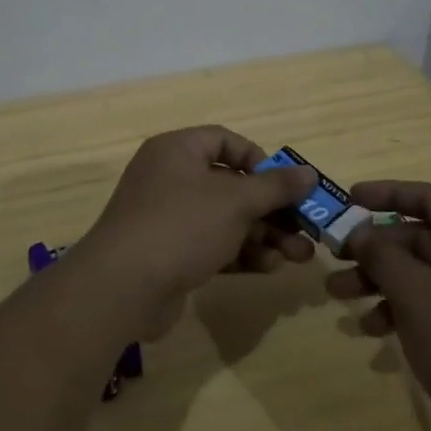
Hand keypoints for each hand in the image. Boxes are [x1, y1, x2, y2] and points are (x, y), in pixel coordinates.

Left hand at [81, 127, 316, 327]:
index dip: (259, 160)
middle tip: (305, 229)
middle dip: (271, 208)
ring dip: (263, 235)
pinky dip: (240, 253)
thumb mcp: (235, 201)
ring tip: (300, 256)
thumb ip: (275, 187)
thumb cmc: (181, 226)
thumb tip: (308, 173)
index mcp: (177, 150)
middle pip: (230, 185)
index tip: (285, 184)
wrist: (122, 288)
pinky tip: (269, 268)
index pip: (225, 141)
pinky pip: (212, 245)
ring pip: (225, 219)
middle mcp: (170, 178)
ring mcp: (167, 218)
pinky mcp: (169, 254)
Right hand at [325, 180, 430, 430]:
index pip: (428, 196)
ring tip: (340, 299)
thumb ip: (381, 255)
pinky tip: (373, 334)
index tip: (349, 199)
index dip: (387, 192)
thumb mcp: (415, 294)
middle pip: (421, 238)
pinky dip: (403, 312)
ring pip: (423, 275)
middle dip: (374, 249)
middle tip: (334, 260)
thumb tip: (360, 231)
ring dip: (381, 283)